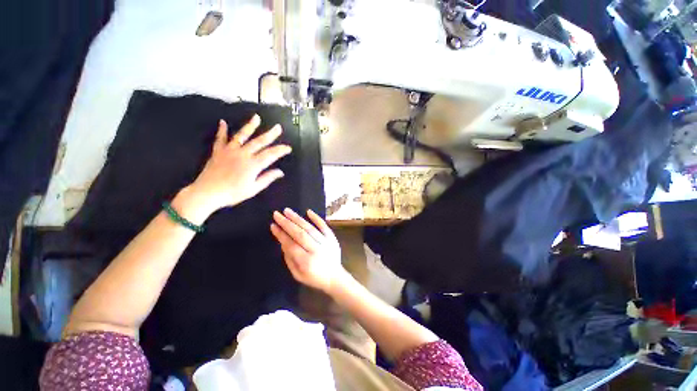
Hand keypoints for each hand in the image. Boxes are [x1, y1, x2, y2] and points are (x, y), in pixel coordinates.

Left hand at [187, 115, 291, 215]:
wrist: (208, 193)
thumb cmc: (233, 193)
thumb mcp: (254, 189)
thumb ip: (267, 178)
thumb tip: (280, 172)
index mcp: (253, 164)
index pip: (270, 154)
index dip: (280, 150)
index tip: (288, 147)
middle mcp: (243, 154)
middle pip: (259, 142)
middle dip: (270, 134)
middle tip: (278, 127)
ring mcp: (230, 151)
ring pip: (242, 135)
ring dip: (250, 126)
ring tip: (257, 118)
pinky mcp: (218, 151)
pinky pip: (220, 138)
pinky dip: (222, 130)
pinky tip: (223, 122)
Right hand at [270, 209, 345, 292]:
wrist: (335, 277)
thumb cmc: (314, 278)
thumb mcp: (298, 275)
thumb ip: (289, 259)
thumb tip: (283, 242)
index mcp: (306, 261)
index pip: (291, 245)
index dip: (281, 235)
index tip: (273, 226)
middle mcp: (316, 250)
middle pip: (300, 234)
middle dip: (287, 223)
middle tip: (277, 214)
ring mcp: (326, 242)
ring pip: (310, 228)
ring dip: (298, 218)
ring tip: (287, 211)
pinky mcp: (332, 238)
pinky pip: (324, 226)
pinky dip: (316, 218)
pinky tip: (308, 211)